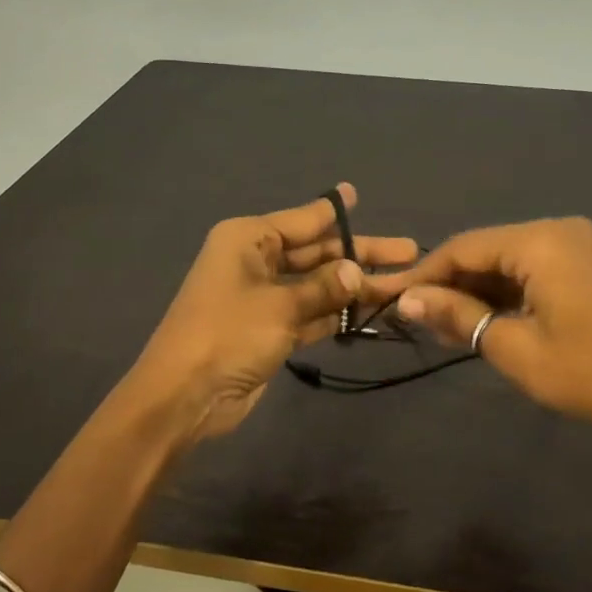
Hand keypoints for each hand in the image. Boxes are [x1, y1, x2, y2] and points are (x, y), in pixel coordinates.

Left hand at [127, 184, 418, 445]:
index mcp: (248, 239)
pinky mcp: (270, 330)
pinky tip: (371, 312)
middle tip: (407, 251)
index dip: (333, 211)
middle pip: (316, 252)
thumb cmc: (228, 333)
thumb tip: (355, 271)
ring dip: (353, 287)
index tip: (358, 195)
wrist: (185, 396)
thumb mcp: (279, 305)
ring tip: (401, 285)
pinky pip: (311, 313)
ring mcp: (264, 298)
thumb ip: (322, 287)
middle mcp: (256, 261)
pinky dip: (336, 314)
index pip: (302, 220)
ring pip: (317, 284)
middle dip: (358, 254)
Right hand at [391, 217, 591, 433]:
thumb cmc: (586, 371)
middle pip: (485, 250)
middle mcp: (557, 230)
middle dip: (450, 283)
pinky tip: (482, 318)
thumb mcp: (512, 346)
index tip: (391, 299)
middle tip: (417, 318)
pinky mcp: (586, 264)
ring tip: (443, 324)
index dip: (425, 274)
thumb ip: (457, 315)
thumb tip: (407, 301)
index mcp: (540, 241)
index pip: (464, 247)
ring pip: (507, 260)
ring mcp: (576, 245)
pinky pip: (531, 269)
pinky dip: (505, 292)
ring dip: (476, 290)